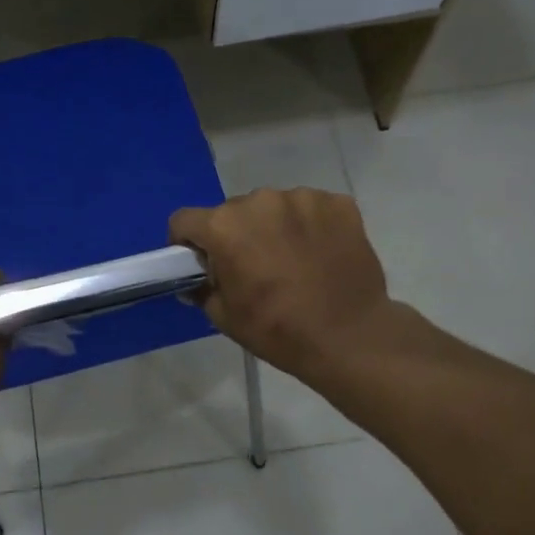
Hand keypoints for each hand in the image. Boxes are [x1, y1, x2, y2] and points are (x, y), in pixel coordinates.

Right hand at [170, 189, 396, 376]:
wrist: (349, 337)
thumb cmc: (277, 329)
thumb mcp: (223, 317)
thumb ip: (203, 287)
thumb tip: (201, 277)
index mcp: (225, 226)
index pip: (185, 220)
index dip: (186, 242)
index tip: (200, 261)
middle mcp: (259, 201)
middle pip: (233, 212)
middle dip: (235, 234)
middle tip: (252, 266)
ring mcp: (303, 198)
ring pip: (273, 207)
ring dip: (273, 227)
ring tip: (292, 260)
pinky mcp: (338, 203)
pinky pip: (311, 209)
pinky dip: (309, 226)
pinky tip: (320, 254)